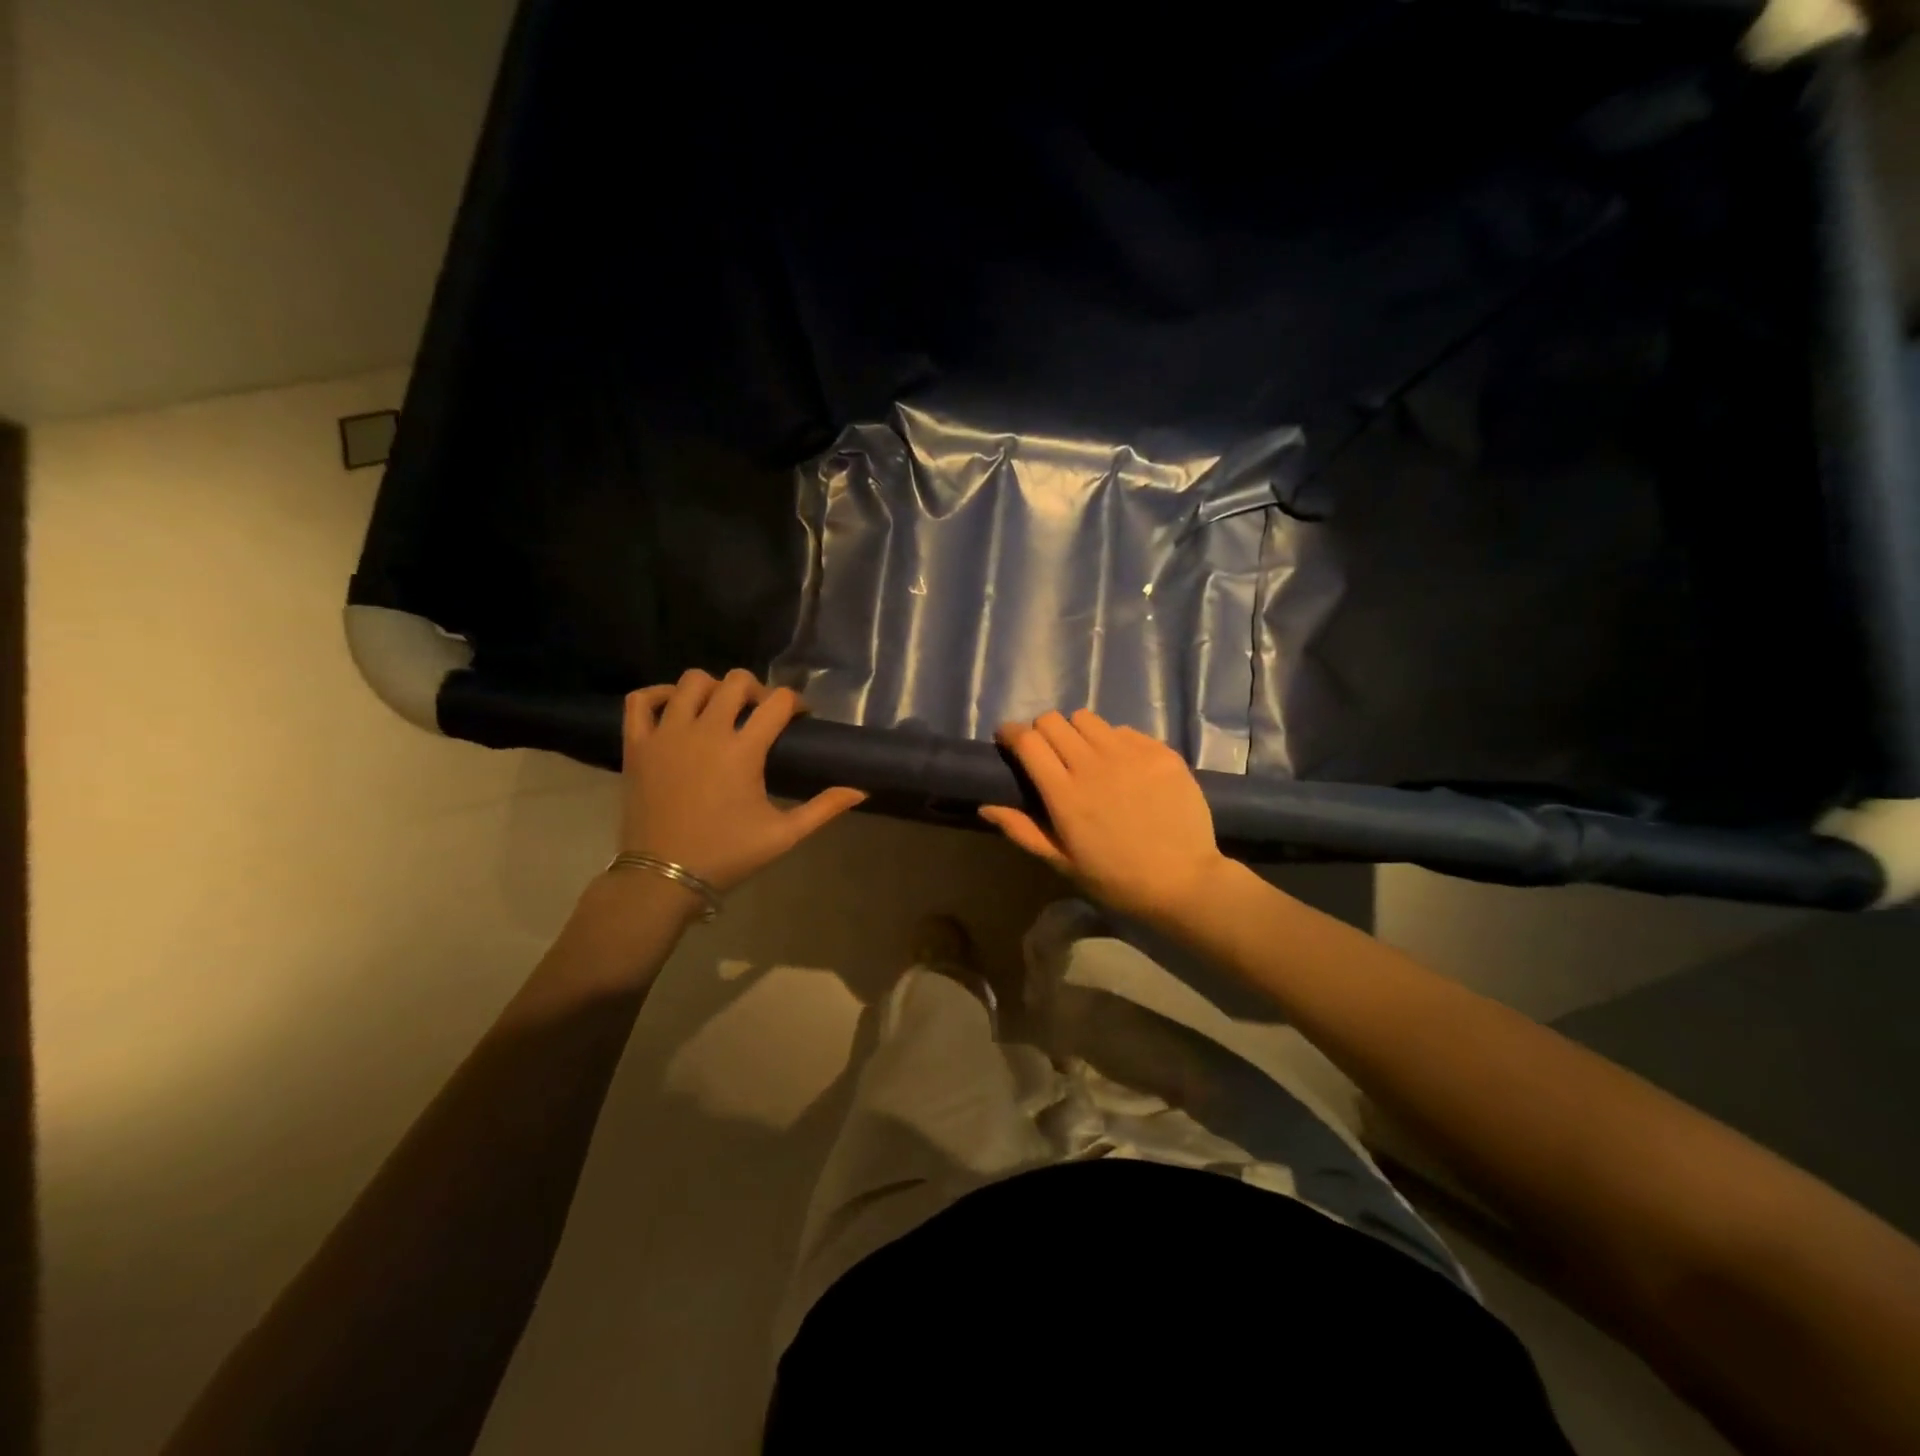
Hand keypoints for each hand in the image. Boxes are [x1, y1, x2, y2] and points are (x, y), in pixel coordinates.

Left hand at [617, 669, 866, 893]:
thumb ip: (824, 808)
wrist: (663, 877)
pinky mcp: (636, 744)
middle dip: (757, 690)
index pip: (778, 701)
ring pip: (691, 682)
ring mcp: (666, 734)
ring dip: (712, 689)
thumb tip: (861, 789)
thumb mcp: (784, 835)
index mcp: (743, 750)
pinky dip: (658, 695)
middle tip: (761, 715)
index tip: (800, 718)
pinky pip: (641, 699)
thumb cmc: (727, 855)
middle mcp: (705, 731)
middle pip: (736, 681)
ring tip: (719, 711)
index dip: (796, 703)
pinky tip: (674, 709)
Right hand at [980, 710, 1228, 925]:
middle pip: (1053, 721)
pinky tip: (1122, 765)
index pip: (1028, 740)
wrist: (1183, 881)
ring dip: (1076, 732)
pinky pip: (1124, 730)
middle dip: (1041, 731)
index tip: (1008, 739)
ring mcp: (1130, 754)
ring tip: (1085, 754)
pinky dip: (1113, 741)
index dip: (1011, 733)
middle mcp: (1094, 764)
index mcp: (1065, 793)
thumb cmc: (1115, 879)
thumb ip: (1022, 830)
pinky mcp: (1160, 752)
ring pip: (1087, 719)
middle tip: (1047, 752)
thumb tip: (985, 806)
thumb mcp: (1062, 862)